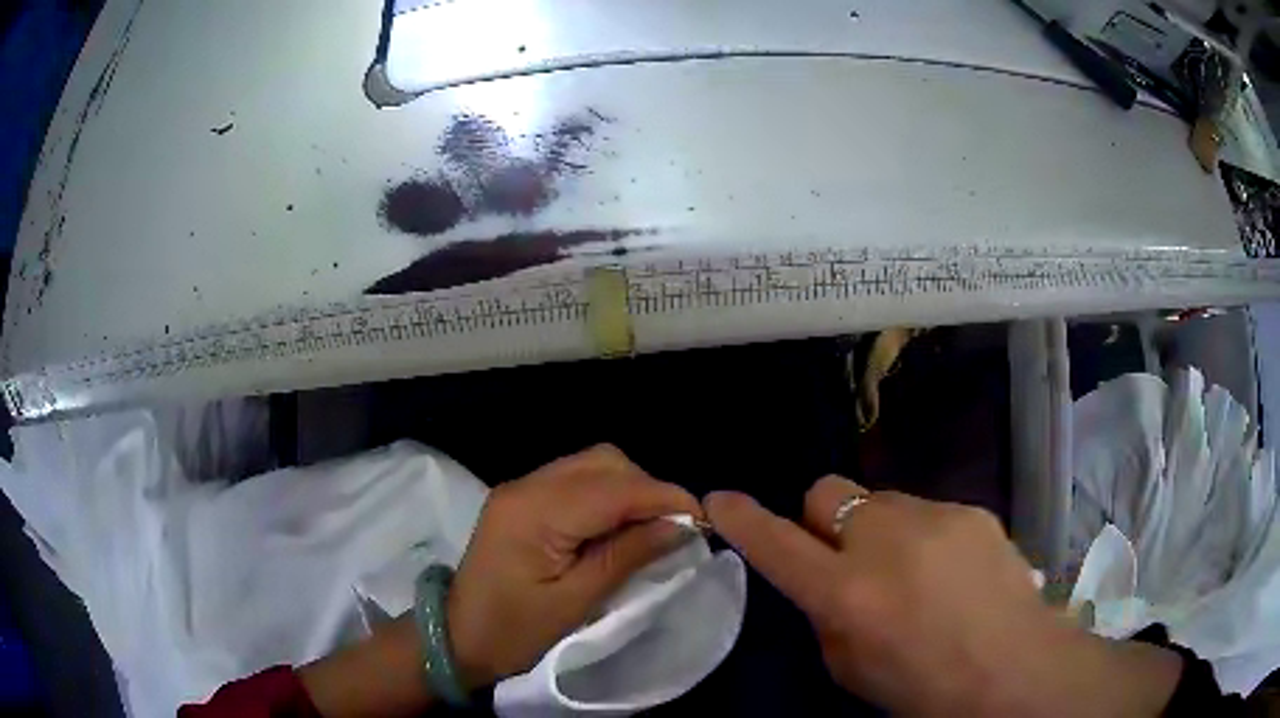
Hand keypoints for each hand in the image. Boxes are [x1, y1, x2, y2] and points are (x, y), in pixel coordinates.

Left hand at [447, 445, 701, 687]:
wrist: (456, 638)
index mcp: (535, 512)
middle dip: (648, 489)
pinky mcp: (522, 500)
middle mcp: (527, 486)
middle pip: (604, 463)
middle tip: (674, 528)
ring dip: (629, 489)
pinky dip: (607, 495)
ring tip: (650, 528)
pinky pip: (575, 480)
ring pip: (592, 465)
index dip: (664, 497)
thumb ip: (625, 556)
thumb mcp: (574, 602)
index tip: (703, 521)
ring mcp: (521, 489)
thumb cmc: (513, 631)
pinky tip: (618, 526)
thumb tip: (678, 526)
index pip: (614, 488)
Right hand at [705, 478, 1181, 717]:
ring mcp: (933, 516)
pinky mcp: (971, 509)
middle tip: (850, 556)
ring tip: (914, 573)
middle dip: (826, 519)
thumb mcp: (850, 667)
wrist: (1013, 668)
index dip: (742, 520)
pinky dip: (925, 536)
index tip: (719, 500)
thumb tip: (825, 580)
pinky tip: (952, 572)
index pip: (776, 543)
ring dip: (881, 530)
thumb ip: (827, 616)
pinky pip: (928, 513)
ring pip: (882, 501)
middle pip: (828, 491)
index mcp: (846, 591)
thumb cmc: (921, 686)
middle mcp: (885, 538)